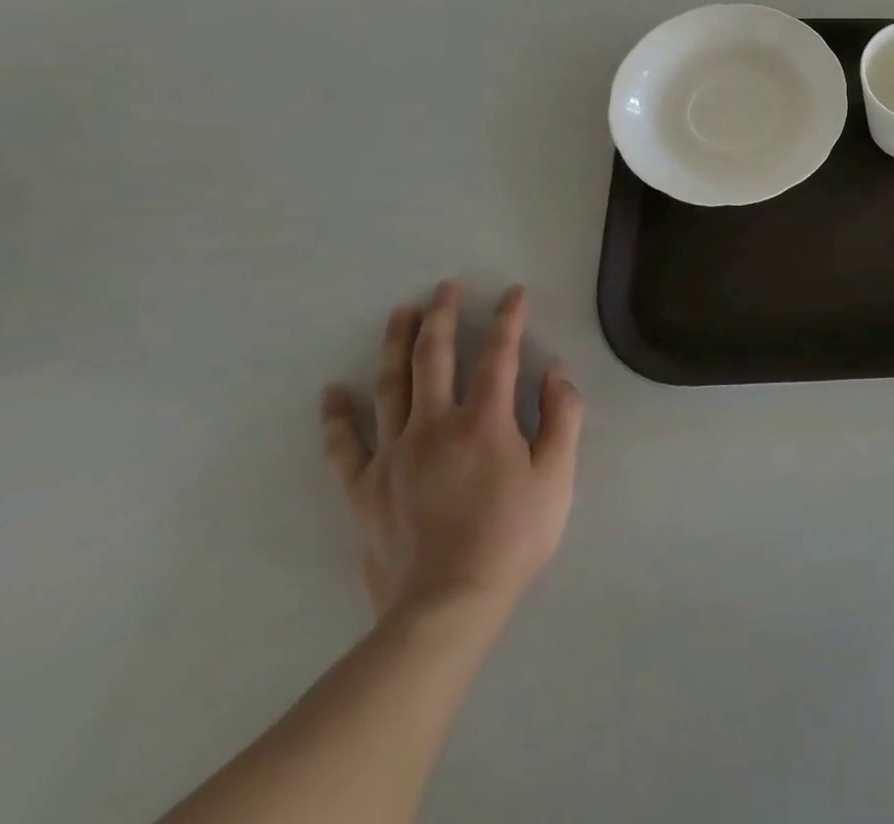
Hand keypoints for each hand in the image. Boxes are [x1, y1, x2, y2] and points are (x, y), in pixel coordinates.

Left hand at [319, 282, 582, 625]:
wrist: (446, 606)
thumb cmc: (513, 536)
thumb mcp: (558, 475)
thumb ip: (562, 416)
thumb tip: (554, 371)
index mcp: (484, 421)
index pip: (498, 354)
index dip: (508, 319)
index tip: (513, 293)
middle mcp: (434, 426)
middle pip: (434, 359)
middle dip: (442, 318)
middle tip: (444, 288)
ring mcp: (393, 456)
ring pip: (390, 387)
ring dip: (396, 346)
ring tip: (399, 314)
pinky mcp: (364, 489)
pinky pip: (344, 446)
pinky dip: (337, 417)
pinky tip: (331, 392)